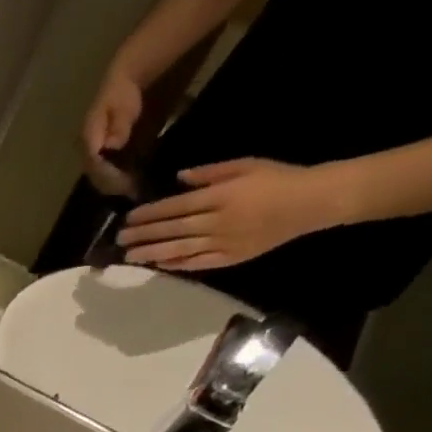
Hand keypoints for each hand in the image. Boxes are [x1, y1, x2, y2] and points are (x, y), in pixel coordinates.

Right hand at [82, 64, 143, 196]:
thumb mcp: (123, 105)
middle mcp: (84, 151)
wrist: (119, 84)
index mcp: (88, 140)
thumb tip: (111, 146)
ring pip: (97, 179)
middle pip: (95, 176)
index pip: (95, 165)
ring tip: (131, 191)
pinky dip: (114, 182)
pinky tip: (128, 184)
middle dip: (113, 186)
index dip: (110, 177)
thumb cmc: (122, 94)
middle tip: (132, 193)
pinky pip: (102, 175)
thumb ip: (119, 125)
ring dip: (113, 187)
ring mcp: (89, 156)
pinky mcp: (96, 158)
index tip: (127, 185)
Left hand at [117, 158, 343, 269]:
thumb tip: (177, 179)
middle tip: (119, 239)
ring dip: (152, 253)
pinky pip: (197, 263)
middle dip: (143, 235)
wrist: (312, 202)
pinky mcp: (229, 258)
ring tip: (129, 256)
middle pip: (172, 229)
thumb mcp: (246, 165)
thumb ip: (210, 173)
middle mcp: (217, 221)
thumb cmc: (278, 179)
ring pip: (179, 249)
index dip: (149, 214)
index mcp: (220, 196)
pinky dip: (177, 265)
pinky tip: (158, 265)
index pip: (175, 207)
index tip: (129, 218)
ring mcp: (222, 242)